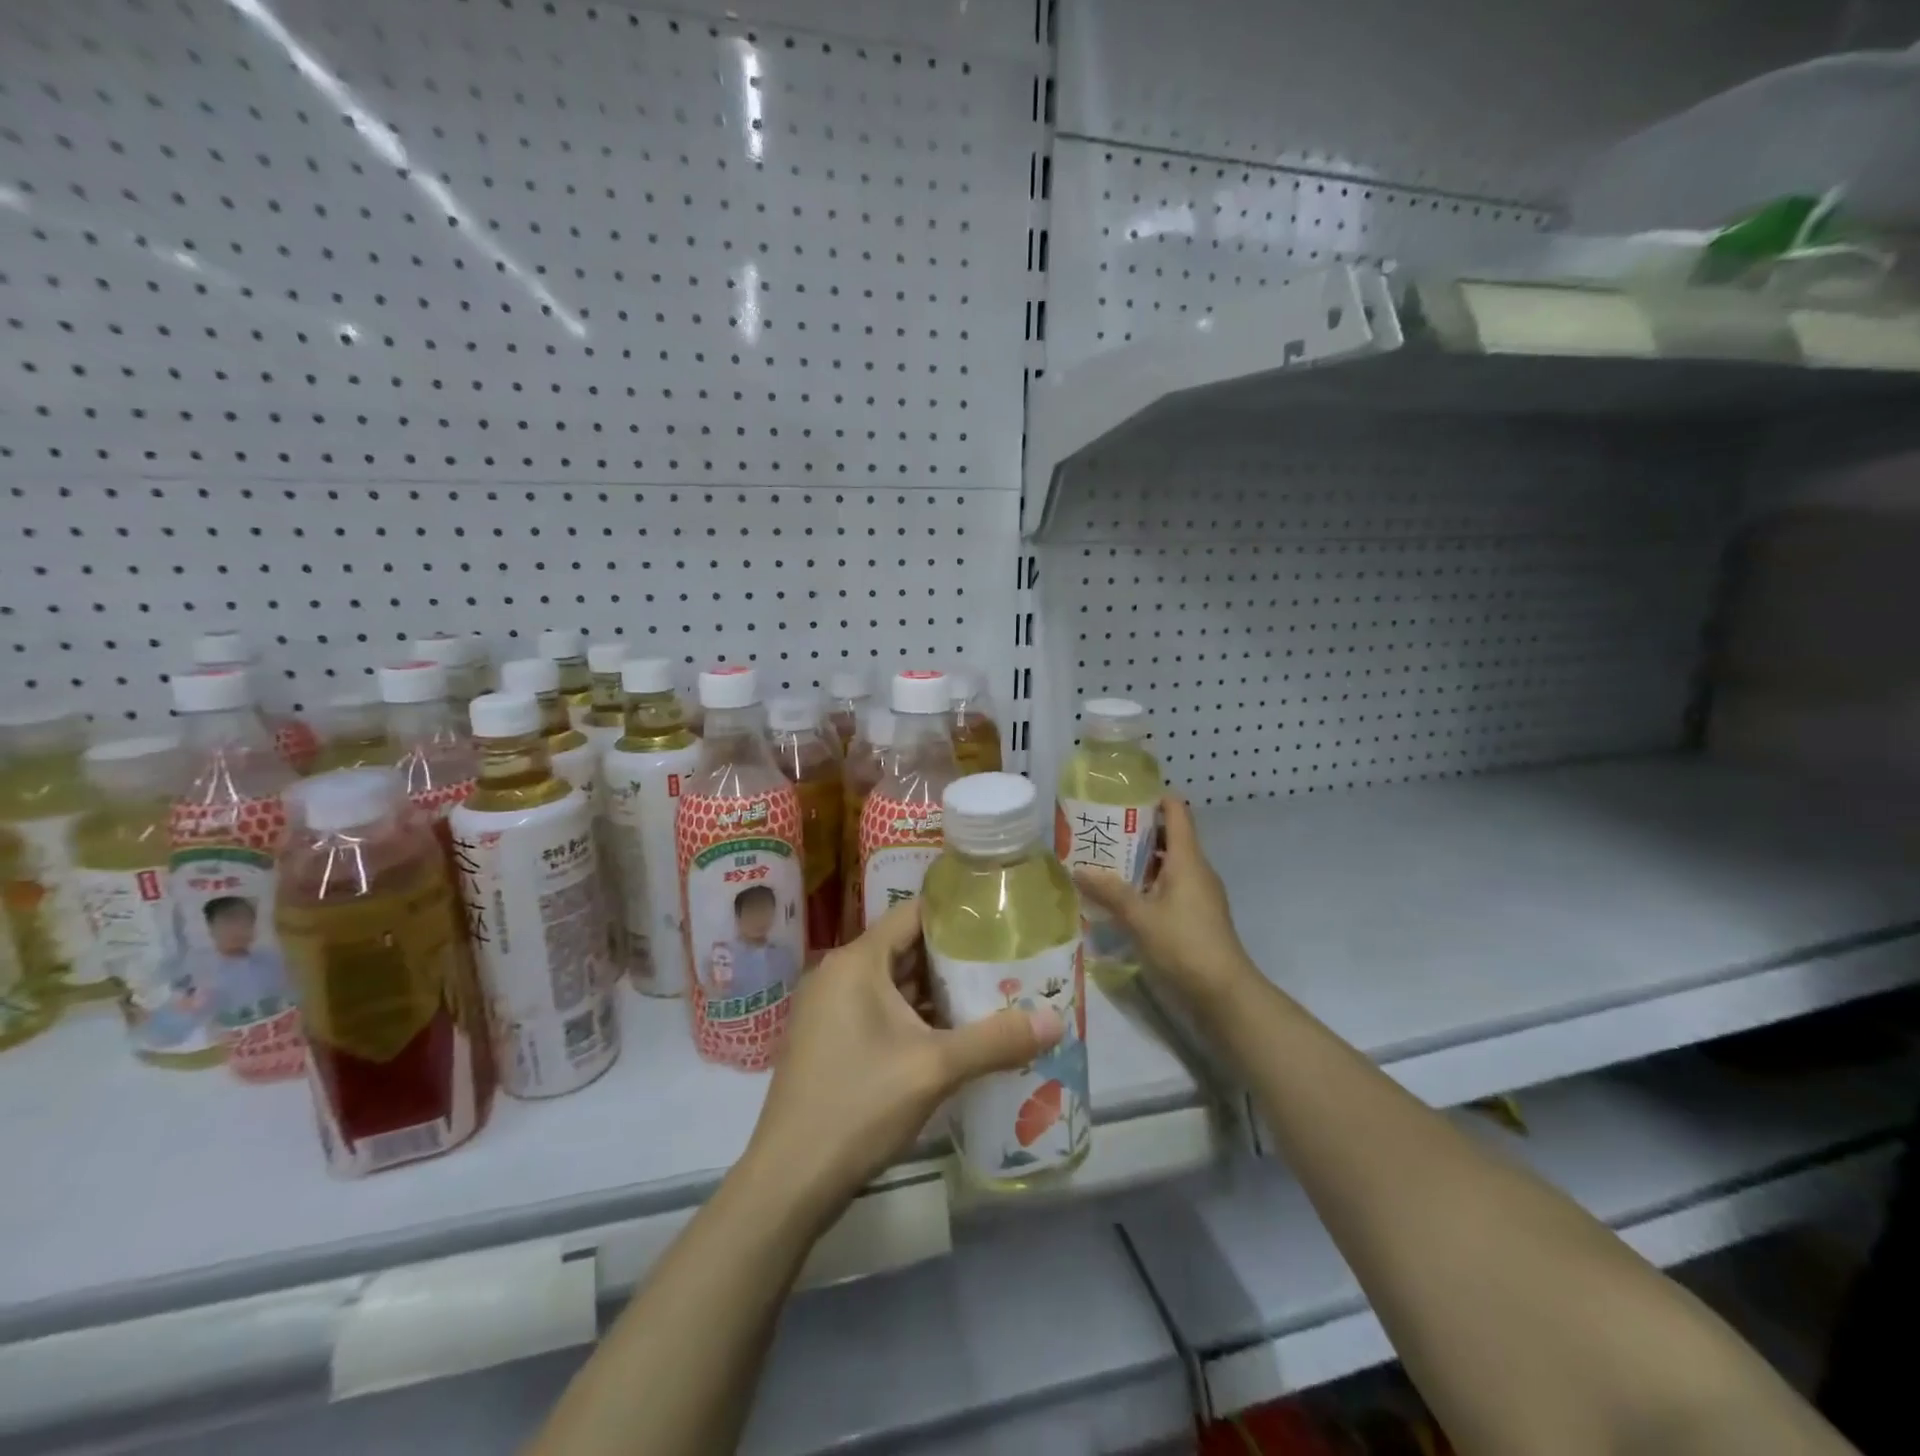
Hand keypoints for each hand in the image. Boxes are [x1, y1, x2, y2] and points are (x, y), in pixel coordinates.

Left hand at [743, 899, 1064, 1222]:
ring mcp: (831, 1009)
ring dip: (937, 992)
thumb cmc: (859, 1105)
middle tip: (1007, 960)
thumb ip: (996, 1040)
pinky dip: (916, 1017)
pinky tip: (955, 1036)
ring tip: (992, 994)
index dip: (957, 913)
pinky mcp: (831, 1041)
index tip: (1000, 918)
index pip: (913, 913)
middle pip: (906, 948)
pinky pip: (881, 1012)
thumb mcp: (935, 1069)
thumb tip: (1058, 1021)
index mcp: (857, 961)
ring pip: (894, 984)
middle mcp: (839, 974)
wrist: (790, 1180)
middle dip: (955, 957)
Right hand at [1073, 794, 1256, 1006]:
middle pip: (1170, 837)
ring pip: (1169, 865)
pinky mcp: (1198, 916)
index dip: (1154, 798)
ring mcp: (1200, 894)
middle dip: (1138, 831)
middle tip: (1102, 831)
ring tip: (1105, 862)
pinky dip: (1149, 884)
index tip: (1123, 796)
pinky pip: (1171, 887)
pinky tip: (1123, 898)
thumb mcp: (1140, 917)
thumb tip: (1078, 868)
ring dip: (1141, 861)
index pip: (1177, 812)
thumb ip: (1109, 891)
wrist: (1224, 994)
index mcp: (1188, 859)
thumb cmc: (1184, 945)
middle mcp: (1197, 870)